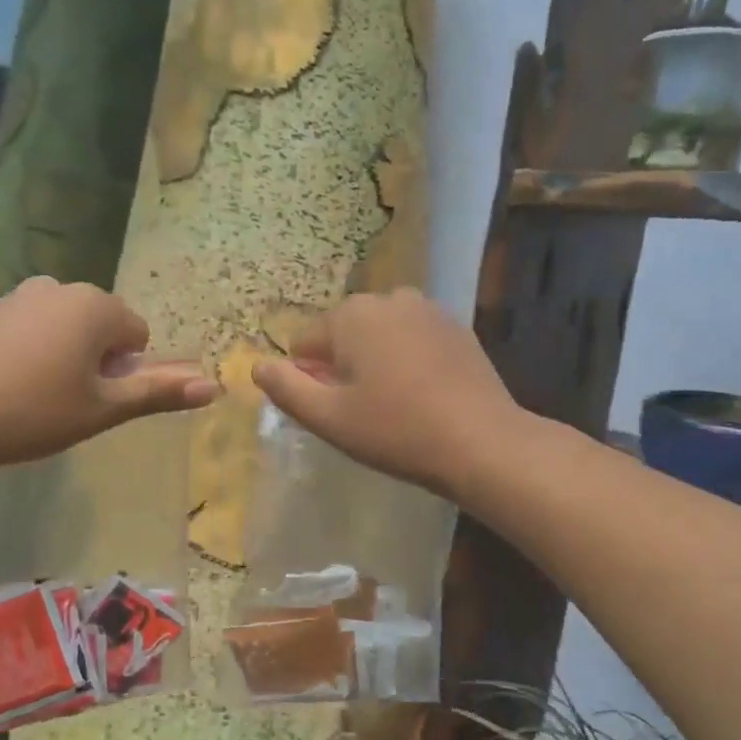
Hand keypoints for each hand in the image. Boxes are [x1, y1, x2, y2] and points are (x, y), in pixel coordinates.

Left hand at [0, 277, 218, 469]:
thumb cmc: (36, 412)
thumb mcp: (104, 409)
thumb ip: (159, 393)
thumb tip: (213, 387)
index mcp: (97, 305)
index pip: (137, 335)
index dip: (124, 373)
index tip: (93, 398)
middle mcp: (63, 286)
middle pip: (104, 326)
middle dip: (98, 360)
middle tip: (68, 400)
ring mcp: (23, 294)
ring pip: (69, 327)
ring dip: (68, 356)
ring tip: (39, 395)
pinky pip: (37, 326)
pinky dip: (37, 351)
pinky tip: (13, 384)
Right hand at [251, 289, 519, 500]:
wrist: (481, 441)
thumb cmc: (395, 430)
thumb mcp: (328, 418)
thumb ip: (286, 389)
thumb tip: (258, 366)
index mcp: (350, 315)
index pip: (305, 344)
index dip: (310, 380)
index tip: (334, 412)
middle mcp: (387, 298)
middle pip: (343, 335)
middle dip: (342, 366)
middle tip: (362, 411)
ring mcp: (427, 309)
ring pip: (378, 335)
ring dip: (374, 362)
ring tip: (392, 403)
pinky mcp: (456, 327)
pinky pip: (411, 339)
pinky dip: (406, 360)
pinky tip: (422, 394)